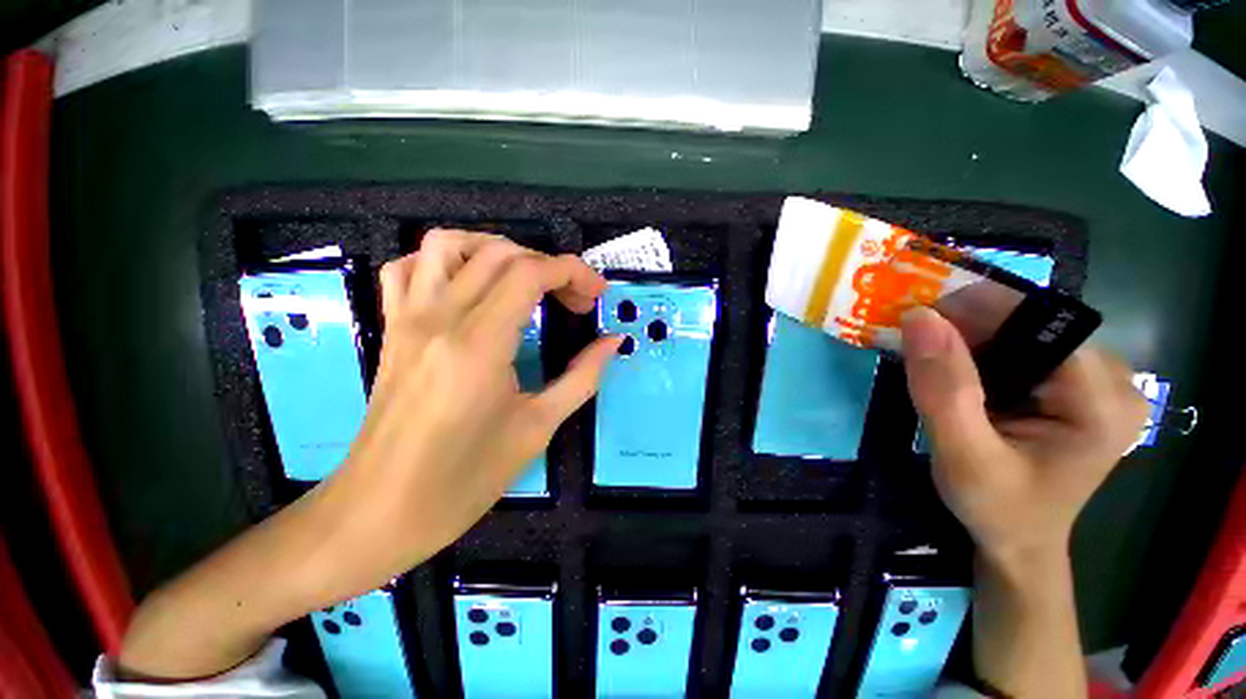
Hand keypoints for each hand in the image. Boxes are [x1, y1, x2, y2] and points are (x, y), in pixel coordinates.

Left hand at [323, 230, 620, 584]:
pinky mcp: (392, 328)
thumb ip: (582, 376)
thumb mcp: (538, 427)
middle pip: (500, 254)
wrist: (381, 512)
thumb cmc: (465, 479)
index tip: (596, 294)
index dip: (573, 272)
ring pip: (448, 244)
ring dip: (497, 250)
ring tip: (525, 280)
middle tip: (574, 300)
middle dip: (550, 266)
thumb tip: (612, 342)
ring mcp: (408, 318)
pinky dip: (444, 263)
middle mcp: (439, 318)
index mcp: (479, 344)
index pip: (530, 273)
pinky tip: (469, 287)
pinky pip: (408, 268)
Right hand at [900, 306, 1147, 558]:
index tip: (916, 320)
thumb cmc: (998, 509)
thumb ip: (943, 389)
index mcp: (1103, 403)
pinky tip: (955, 370)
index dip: (977, 314)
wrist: (1018, 540)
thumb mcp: (963, 456)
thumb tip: (919, 316)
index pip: (1041, 325)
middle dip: (968, 327)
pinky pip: (1022, 345)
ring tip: (931, 360)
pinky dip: (979, 349)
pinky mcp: (1075, 384)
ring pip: (1023, 330)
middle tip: (916, 343)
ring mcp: (1097, 380)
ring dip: (969, 337)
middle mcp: (1113, 380)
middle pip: (1034, 323)